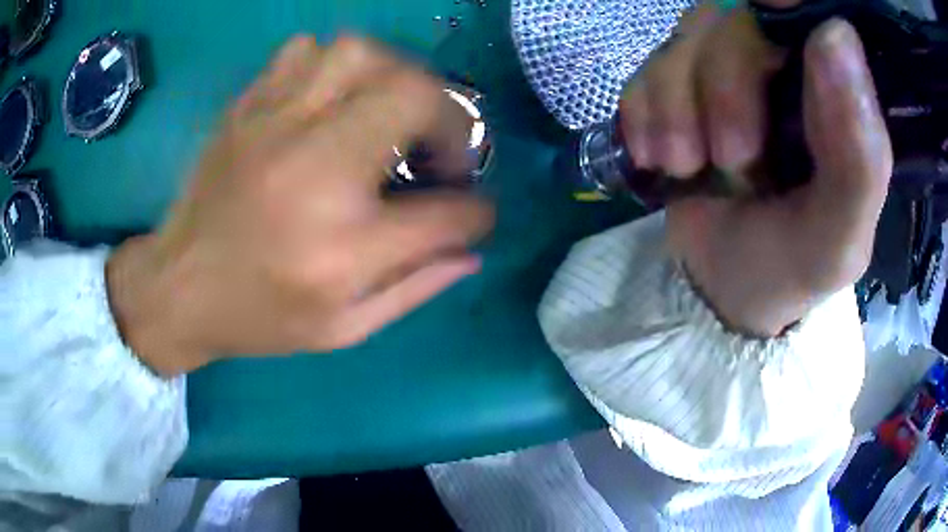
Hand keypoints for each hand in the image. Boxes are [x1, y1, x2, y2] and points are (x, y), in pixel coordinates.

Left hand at [106, 36, 494, 374]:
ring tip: (395, 111)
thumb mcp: (343, 328)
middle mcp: (313, 170)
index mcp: (342, 249)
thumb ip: (416, 286)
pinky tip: (335, 97)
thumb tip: (472, 247)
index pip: (449, 213)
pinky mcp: (248, 107)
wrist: (178, 286)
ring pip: (359, 54)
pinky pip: (304, 52)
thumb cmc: (258, 316)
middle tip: (440, 148)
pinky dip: (336, 64)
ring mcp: (274, 126)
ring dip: (396, 77)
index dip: (477, 210)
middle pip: (414, 98)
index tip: (474, 210)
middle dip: (451, 119)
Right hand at [620, 4, 891, 335]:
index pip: (809, 12)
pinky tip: (663, 157)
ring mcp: (726, 64)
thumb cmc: (793, 264)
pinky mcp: (678, 81)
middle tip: (731, 160)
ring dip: (677, 109)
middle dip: (722, 85)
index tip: (774, 39)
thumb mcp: (839, 237)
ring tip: (688, 167)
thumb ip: (860, 157)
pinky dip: (647, 115)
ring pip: (686, 37)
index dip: (786, 8)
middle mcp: (784, 60)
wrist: (725, 286)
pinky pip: (647, 67)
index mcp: (838, 90)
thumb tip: (837, 33)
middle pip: (735, 16)